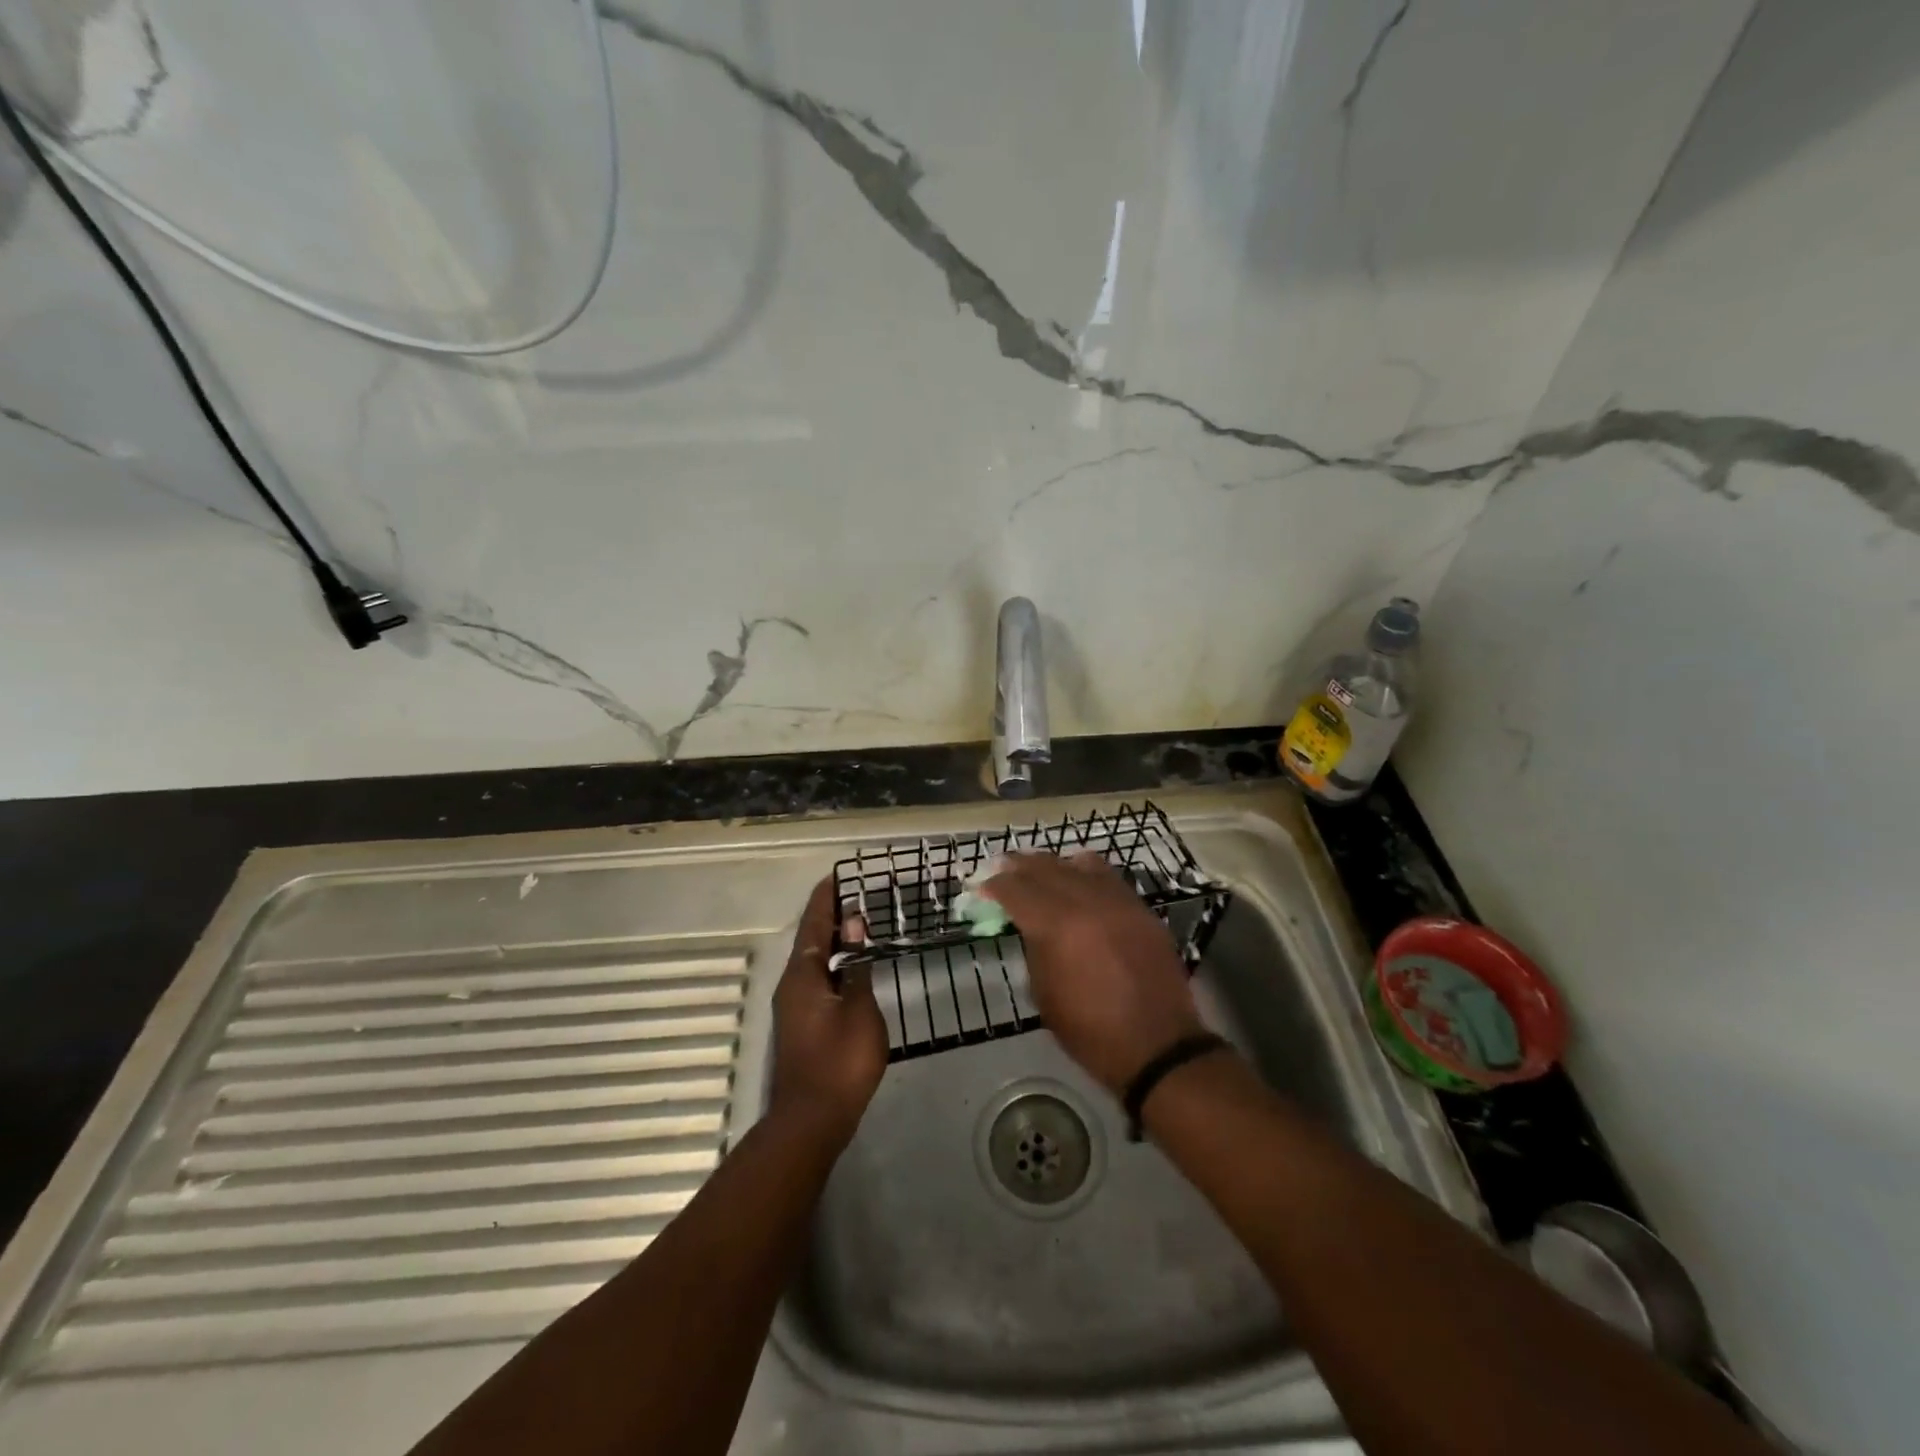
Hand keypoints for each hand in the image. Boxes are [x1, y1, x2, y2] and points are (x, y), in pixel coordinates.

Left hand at [768, 878, 887, 1144]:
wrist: (811, 1120)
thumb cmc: (840, 1061)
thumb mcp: (858, 1010)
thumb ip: (856, 967)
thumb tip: (854, 926)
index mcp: (803, 975)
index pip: (815, 924)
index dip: (826, 898)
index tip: (838, 875)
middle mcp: (793, 984)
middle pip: (812, 940)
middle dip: (831, 915)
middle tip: (855, 894)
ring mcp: (794, 1006)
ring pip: (814, 961)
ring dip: (834, 940)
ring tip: (859, 923)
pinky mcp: (802, 1024)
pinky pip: (817, 979)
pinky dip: (834, 963)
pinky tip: (852, 967)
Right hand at [980, 853, 1205, 1093]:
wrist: (1158, 1046)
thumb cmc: (1091, 1031)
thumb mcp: (1044, 993)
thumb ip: (1034, 948)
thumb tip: (1029, 925)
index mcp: (1056, 926)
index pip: (1015, 889)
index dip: (993, 885)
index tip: (980, 887)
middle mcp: (1086, 902)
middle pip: (1044, 867)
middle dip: (1017, 866)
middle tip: (1000, 868)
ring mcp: (1117, 900)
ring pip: (1077, 863)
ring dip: (1052, 865)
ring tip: (1038, 872)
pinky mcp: (1140, 907)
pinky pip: (1107, 876)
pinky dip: (1085, 872)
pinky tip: (1077, 880)